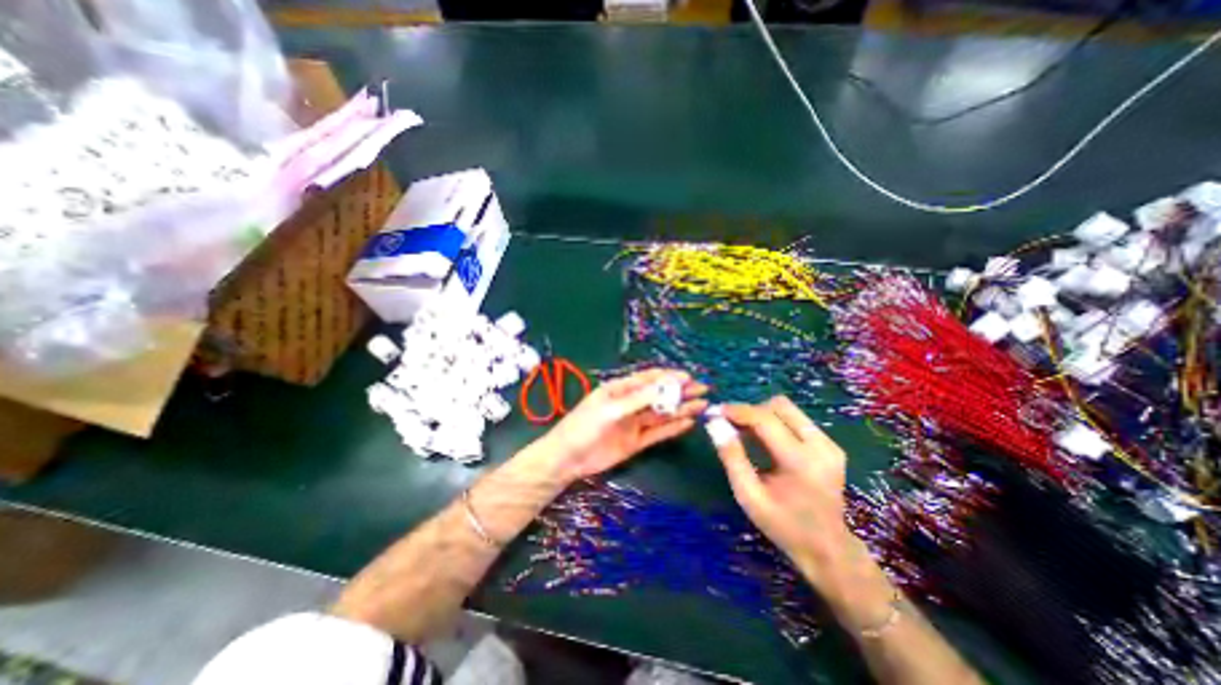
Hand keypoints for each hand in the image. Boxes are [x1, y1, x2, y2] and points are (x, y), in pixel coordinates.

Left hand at [538, 367, 710, 483]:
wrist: (569, 459)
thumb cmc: (585, 425)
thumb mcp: (612, 409)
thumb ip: (640, 398)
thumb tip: (668, 384)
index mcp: (621, 389)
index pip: (649, 379)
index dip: (669, 377)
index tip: (689, 376)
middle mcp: (630, 404)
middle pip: (660, 395)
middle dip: (680, 391)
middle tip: (704, 389)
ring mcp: (634, 423)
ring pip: (662, 414)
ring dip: (681, 409)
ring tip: (703, 405)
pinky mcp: (636, 442)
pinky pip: (658, 433)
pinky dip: (673, 428)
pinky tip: (688, 422)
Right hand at [707, 395, 855, 593]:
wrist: (828, 549)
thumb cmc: (783, 526)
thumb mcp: (749, 496)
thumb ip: (731, 456)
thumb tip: (714, 424)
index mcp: (800, 462)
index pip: (765, 419)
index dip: (737, 411)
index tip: (715, 412)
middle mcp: (820, 446)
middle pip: (779, 406)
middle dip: (751, 411)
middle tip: (732, 425)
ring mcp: (829, 444)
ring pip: (788, 410)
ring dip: (763, 415)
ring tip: (747, 433)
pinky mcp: (831, 445)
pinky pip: (797, 420)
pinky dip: (776, 423)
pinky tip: (766, 441)